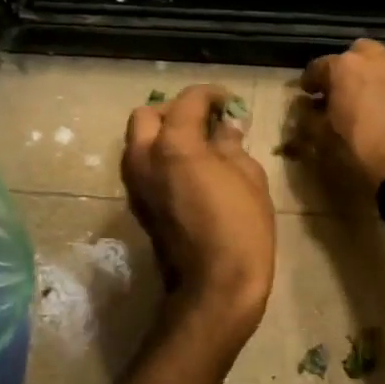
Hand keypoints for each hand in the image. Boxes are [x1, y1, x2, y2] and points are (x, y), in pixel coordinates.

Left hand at [122, 85, 274, 343]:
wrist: (213, 288)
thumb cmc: (240, 228)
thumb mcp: (249, 177)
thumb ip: (231, 145)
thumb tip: (224, 128)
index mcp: (173, 144)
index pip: (188, 101)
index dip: (211, 95)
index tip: (229, 102)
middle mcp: (144, 158)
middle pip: (147, 115)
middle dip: (175, 111)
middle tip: (204, 121)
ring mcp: (135, 184)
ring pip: (137, 141)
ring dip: (162, 134)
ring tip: (197, 145)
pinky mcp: (137, 205)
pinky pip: (141, 165)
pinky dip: (159, 157)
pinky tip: (188, 169)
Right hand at [298, 39, 384, 197]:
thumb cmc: (359, 146)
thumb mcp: (322, 136)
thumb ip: (307, 117)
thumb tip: (304, 107)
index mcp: (343, 65)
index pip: (317, 67)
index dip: (309, 82)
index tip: (306, 95)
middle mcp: (372, 58)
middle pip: (351, 56)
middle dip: (342, 70)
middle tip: (336, 92)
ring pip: (375, 63)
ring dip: (364, 76)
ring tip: (358, 101)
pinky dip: (382, 86)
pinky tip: (379, 108)